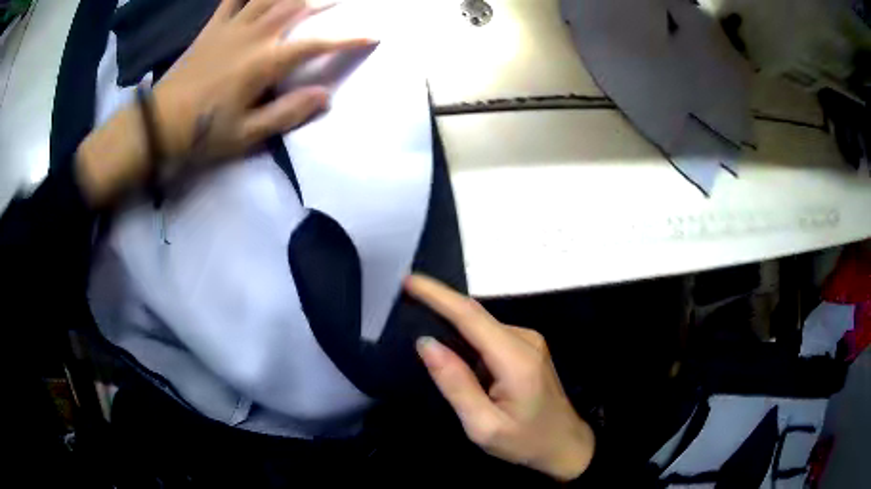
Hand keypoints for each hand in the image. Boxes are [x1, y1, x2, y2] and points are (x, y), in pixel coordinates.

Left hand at [76, 0, 372, 203]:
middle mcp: (252, 36)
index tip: (373, 35)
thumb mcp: (246, 135)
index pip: (315, 44)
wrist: (158, 125)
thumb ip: (287, 113)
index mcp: (263, 63)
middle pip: (295, 6)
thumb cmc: (202, 133)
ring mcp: (230, 28)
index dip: (347, 39)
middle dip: (324, 0)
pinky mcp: (212, 28)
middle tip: (341, 0)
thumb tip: (327, 96)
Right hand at [406, 275, 594, 480]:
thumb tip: (426, 343)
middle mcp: (525, 339)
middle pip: (475, 315)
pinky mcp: (528, 348)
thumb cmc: (525, 442)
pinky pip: (490, 335)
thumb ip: (455, 383)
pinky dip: (467, 337)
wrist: (565, 444)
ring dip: (452, 323)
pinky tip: (452, 351)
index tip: (409, 280)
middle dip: (439, 304)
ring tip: (422, 328)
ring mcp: (530, 341)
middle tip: (404, 301)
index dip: (437, 295)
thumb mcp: (483, 425)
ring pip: (481, 325)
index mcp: (515, 359)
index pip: (470, 316)